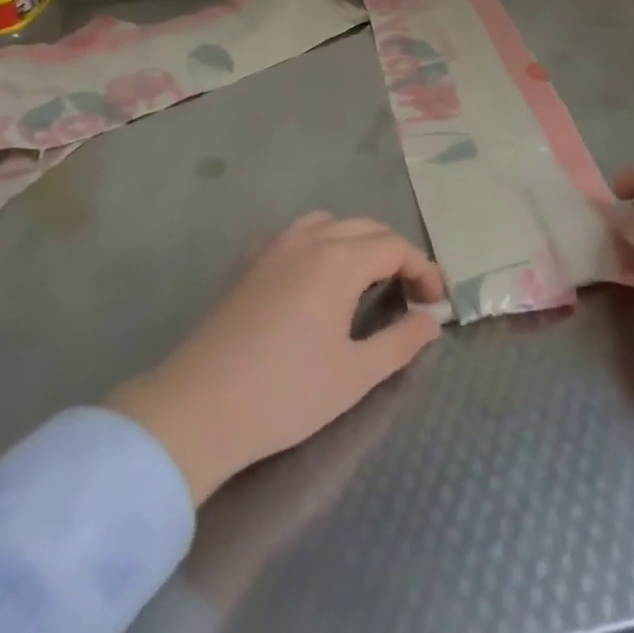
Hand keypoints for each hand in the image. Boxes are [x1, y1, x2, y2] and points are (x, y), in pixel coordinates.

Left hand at [108, 212, 444, 503]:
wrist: (197, 409)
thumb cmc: (285, 394)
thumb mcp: (355, 376)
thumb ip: (400, 343)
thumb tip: (431, 322)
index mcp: (337, 260)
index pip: (394, 246)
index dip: (422, 268)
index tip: (436, 300)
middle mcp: (307, 239)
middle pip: (365, 228)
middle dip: (394, 253)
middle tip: (410, 292)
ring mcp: (272, 247)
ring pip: (328, 223)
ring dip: (357, 242)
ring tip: (367, 279)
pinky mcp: (248, 263)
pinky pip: (295, 234)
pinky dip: (320, 243)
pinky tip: (317, 277)